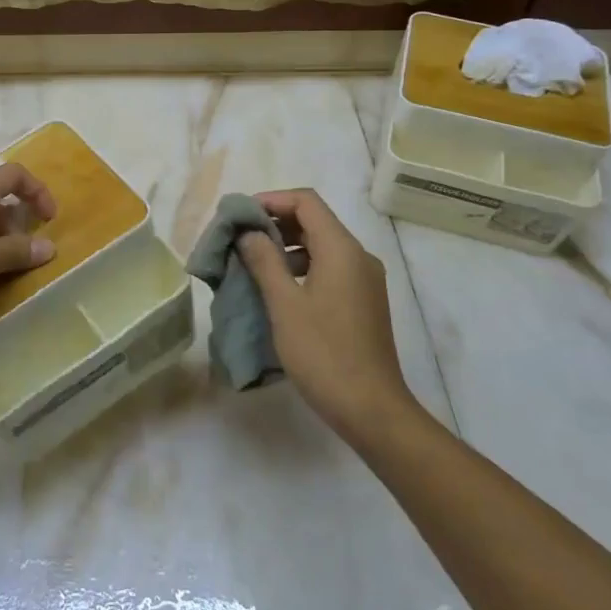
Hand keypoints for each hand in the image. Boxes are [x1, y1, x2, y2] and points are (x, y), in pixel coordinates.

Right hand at [237, 189, 417, 445]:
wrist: (371, 409)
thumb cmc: (324, 353)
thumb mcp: (284, 305)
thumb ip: (264, 261)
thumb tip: (248, 233)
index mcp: (342, 250)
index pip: (306, 202)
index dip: (271, 200)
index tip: (239, 216)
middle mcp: (358, 257)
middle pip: (315, 221)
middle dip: (275, 223)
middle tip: (239, 239)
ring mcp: (364, 280)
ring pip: (321, 246)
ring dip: (286, 247)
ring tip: (252, 263)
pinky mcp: (363, 301)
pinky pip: (329, 268)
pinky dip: (301, 267)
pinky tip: (277, 289)